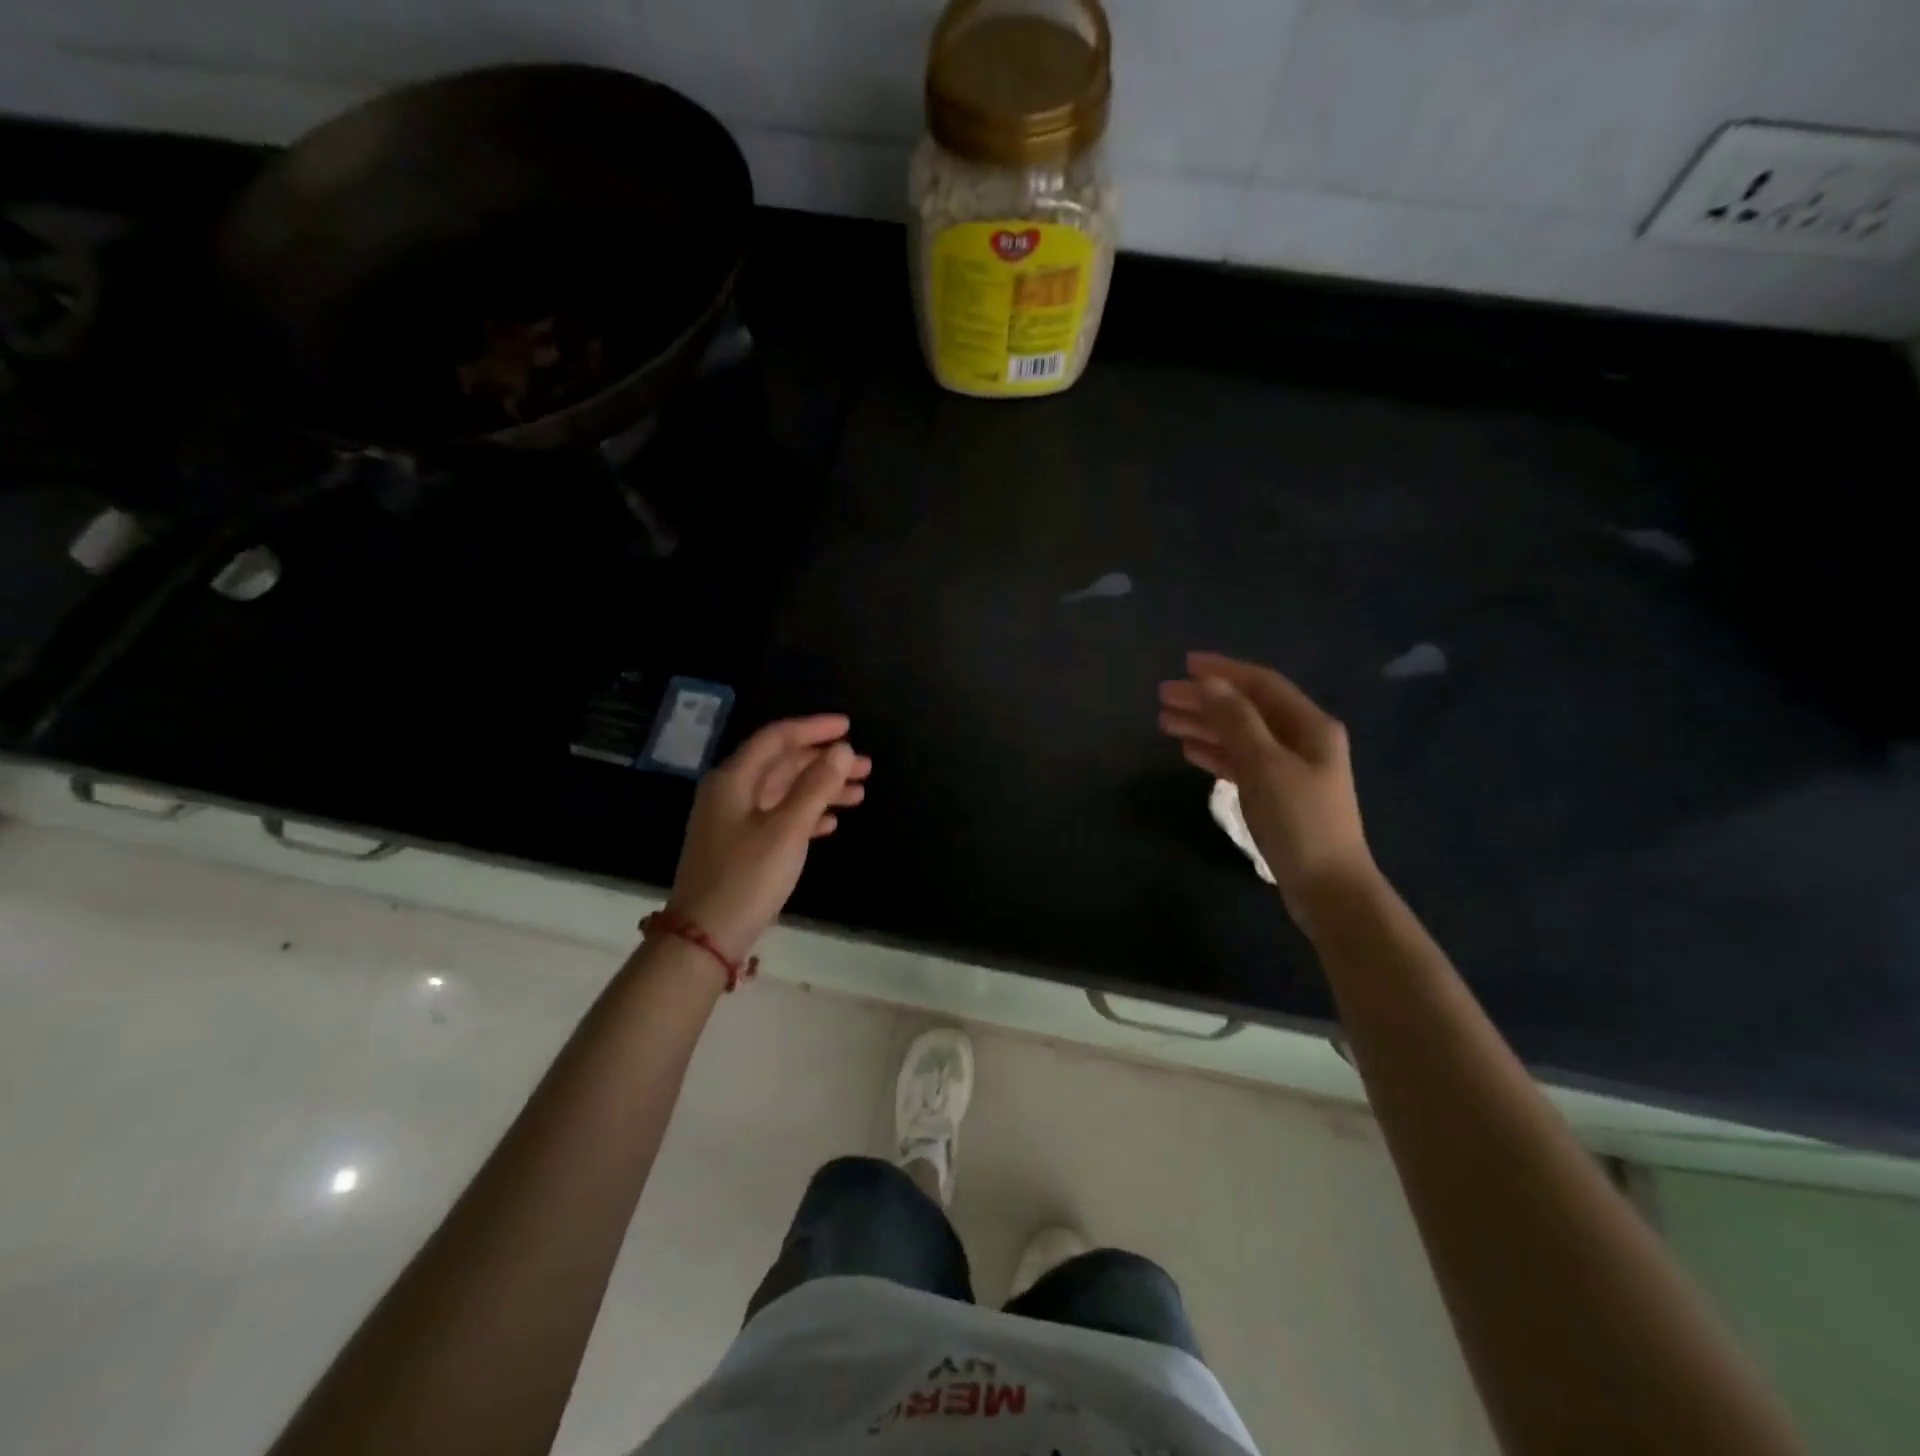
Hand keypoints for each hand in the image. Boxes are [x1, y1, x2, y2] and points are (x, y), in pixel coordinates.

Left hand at [665, 714, 870, 960]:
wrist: (705, 937)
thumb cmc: (747, 877)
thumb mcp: (787, 829)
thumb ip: (816, 786)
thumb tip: (843, 750)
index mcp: (734, 779)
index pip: (777, 738)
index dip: (814, 729)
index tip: (850, 727)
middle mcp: (731, 792)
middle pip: (783, 764)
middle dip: (825, 762)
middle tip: (866, 767)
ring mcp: (734, 820)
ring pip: (784, 791)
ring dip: (821, 789)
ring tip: (860, 793)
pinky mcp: (741, 845)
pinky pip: (779, 816)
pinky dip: (807, 814)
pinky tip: (832, 822)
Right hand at [1159, 651, 1375, 928]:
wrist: (1327, 887)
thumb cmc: (1299, 821)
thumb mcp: (1265, 765)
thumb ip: (1236, 721)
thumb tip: (1209, 684)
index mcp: (1309, 725)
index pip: (1261, 684)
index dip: (1223, 671)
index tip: (1184, 665)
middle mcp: (1302, 740)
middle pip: (1247, 709)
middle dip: (1206, 700)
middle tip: (1163, 697)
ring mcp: (1290, 769)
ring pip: (1240, 736)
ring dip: (1205, 726)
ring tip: (1165, 723)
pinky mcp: (1277, 795)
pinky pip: (1241, 762)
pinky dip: (1215, 753)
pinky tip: (1190, 751)